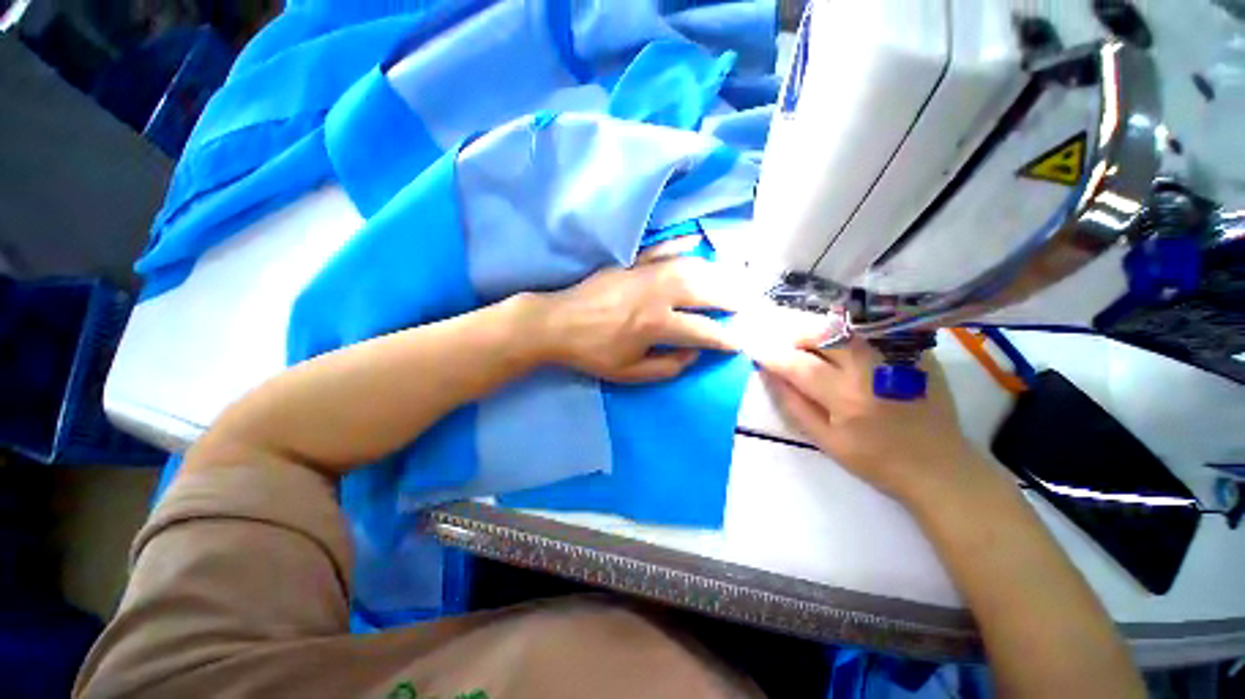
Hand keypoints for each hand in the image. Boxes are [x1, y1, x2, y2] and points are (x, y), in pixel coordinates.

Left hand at [529, 257, 740, 382]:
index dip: (726, 337)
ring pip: (690, 267)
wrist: (557, 324)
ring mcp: (644, 273)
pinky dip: (680, 245)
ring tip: (730, 280)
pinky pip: (662, 249)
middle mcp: (657, 294)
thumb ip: (668, 367)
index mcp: (657, 325)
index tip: (741, 341)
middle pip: (705, 290)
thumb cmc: (593, 353)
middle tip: (746, 303)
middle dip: (731, 298)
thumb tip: (694, 353)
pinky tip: (695, 244)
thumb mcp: (630, 373)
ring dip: (715, 272)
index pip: (703, 330)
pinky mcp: (631, 263)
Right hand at [756, 338, 986, 504]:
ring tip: (810, 343)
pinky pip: (871, 330)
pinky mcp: (915, 351)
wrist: (939, 466)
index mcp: (846, 397)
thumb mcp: (826, 441)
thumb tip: (769, 374)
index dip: (771, 354)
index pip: (797, 364)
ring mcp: (896, 356)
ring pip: (846, 326)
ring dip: (819, 329)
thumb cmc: (877, 460)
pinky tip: (844, 345)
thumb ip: (793, 405)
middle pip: (822, 334)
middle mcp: (870, 369)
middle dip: (794, 334)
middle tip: (784, 342)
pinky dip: (848, 332)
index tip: (753, 347)